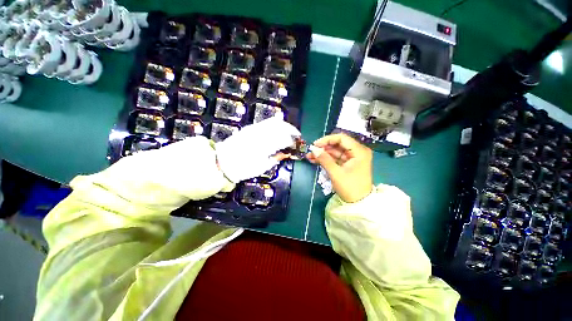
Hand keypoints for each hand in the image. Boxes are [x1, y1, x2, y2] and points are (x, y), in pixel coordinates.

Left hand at [215, 117, 299, 182]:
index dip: (293, 141)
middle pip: (281, 126)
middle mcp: (261, 133)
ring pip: (274, 122)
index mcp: (265, 145)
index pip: (284, 138)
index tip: (297, 145)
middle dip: (291, 130)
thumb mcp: (262, 167)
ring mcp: (255, 128)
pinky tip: (278, 131)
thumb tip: (286, 153)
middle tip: (296, 137)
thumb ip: (276, 158)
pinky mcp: (250, 128)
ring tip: (289, 133)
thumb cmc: (243, 168)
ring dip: (284, 126)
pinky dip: (275, 125)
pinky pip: (266, 123)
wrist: (222, 162)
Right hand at [307, 133, 372, 202]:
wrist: (358, 203)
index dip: (327, 140)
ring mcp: (352, 158)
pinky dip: (326, 159)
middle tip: (311, 151)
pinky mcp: (348, 163)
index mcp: (359, 151)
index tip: (315, 144)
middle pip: (338, 144)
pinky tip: (315, 160)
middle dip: (323, 148)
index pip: (342, 138)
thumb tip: (314, 150)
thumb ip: (325, 160)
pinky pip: (336, 158)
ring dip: (323, 154)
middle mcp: (357, 152)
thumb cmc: (350, 188)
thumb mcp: (336, 173)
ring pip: (335, 151)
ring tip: (309, 156)